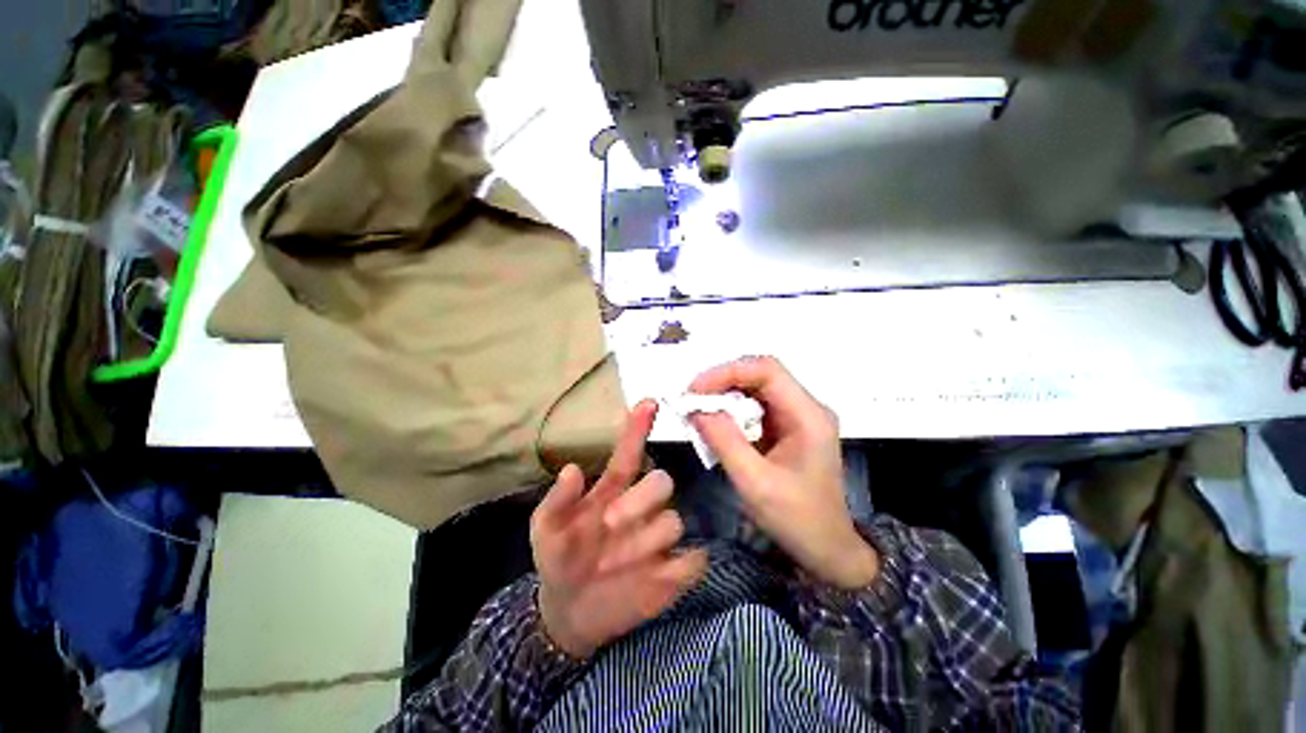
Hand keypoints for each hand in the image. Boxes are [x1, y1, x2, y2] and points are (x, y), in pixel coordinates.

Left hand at [531, 400, 706, 658]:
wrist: (570, 613)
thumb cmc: (559, 559)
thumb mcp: (545, 531)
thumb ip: (557, 501)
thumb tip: (572, 469)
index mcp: (612, 490)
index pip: (630, 453)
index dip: (638, 428)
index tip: (648, 403)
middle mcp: (641, 505)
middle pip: (662, 482)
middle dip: (642, 499)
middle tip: (610, 523)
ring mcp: (659, 537)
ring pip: (674, 520)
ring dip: (646, 541)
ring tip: (613, 566)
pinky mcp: (673, 571)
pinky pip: (694, 559)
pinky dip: (684, 564)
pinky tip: (663, 574)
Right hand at [689, 356, 878, 589]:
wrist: (827, 549)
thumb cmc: (797, 519)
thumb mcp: (755, 482)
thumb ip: (724, 440)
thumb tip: (696, 408)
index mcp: (808, 416)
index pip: (767, 370)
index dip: (728, 372)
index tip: (696, 389)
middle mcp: (806, 407)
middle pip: (761, 375)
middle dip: (722, 382)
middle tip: (692, 398)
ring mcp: (797, 416)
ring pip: (756, 388)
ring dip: (725, 394)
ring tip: (698, 409)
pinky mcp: (787, 427)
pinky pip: (755, 406)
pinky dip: (731, 409)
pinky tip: (715, 422)